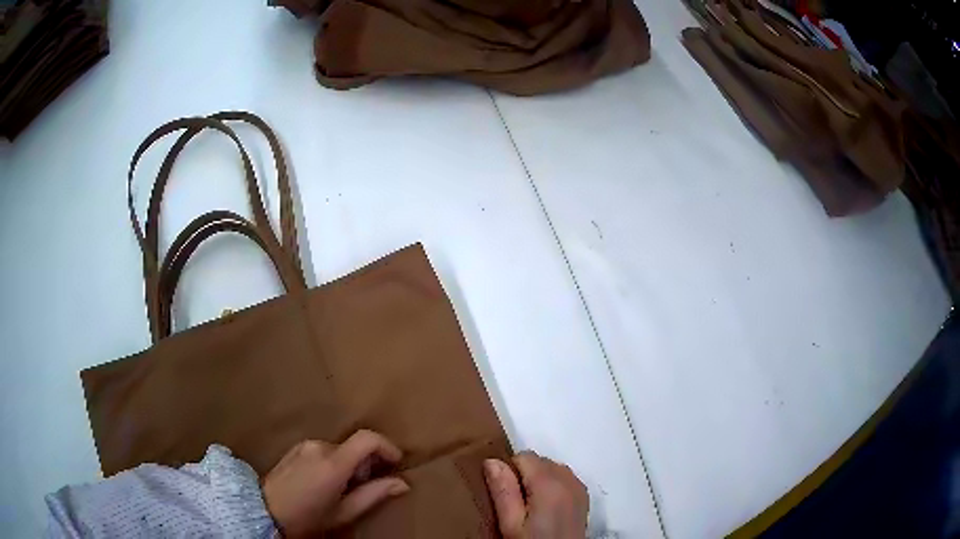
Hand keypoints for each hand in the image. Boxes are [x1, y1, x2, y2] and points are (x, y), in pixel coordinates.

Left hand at [263, 430, 409, 536]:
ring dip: (350, 464)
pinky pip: (324, 450)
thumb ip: (374, 495)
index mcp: (333, 463)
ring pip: (340, 449)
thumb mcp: (344, 512)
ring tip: (343, 489)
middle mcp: (319, 447)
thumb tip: (402, 484)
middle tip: (366, 487)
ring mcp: (305, 445)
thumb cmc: (307, 516)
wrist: (265, 510)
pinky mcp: (296, 447)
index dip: (388, 447)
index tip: (396, 463)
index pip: (368, 439)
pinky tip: (326, 483)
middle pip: (355, 446)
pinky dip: (334, 462)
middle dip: (367, 463)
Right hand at [483, 451, 588, 538]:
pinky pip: (564, 477)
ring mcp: (579, 486)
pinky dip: (553, 485)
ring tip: (531, 507)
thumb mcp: (510, 522)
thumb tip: (492, 461)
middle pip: (539, 460)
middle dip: (524, 475)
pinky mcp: (584, 495)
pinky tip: (547, 507)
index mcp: (548, 483)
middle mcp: (568, 478)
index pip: (523, 456)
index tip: (505, 494)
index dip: (509, 472)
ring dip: (539, 479)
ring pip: (552, 468)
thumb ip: (503, 490)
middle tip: (516, 504)